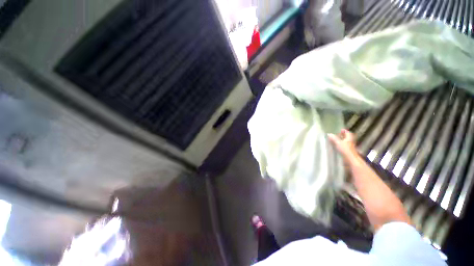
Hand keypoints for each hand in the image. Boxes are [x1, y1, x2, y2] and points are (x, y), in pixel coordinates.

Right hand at [328, 129, 359, 163]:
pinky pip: (344, 147)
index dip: (345, 131)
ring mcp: (350, 148)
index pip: (348, 133)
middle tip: (338, 135)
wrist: (351, 160)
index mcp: (349, 139)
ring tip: (336, 141)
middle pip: (347, 138)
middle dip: (343, 136)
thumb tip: (329, 134)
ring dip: (342, 141)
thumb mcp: (338, 143)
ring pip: (346, 143)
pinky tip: (337, 147)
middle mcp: (350, 142)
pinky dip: (341, 146)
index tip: (341, 129)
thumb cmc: (345, 150)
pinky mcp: (348, 152)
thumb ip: (334, 138)